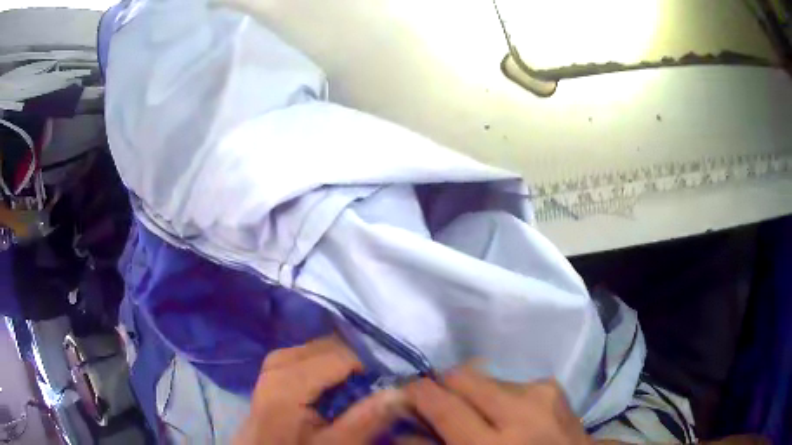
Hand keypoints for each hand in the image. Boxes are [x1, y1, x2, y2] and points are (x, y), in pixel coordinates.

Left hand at [234, 336, 405, 444]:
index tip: (392, 381)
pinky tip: (338, 382)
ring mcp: (273, 364)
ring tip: (363, 383)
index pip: (340, 355)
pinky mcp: (273, 370)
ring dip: (343, 362)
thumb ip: (366, 419)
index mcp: (288, 381)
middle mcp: (277, 363)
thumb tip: (401, 391)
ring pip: (318, 348)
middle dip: (357, 360)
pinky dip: (327, 365)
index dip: (371, 365)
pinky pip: (307, 355)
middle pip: (327, 346)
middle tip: (380, 382)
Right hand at [404, 367, 591, 444]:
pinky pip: (509, 381)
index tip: (404, 394)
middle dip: (441, 384)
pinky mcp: (553, 386)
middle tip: (436, 402)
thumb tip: (404, 425)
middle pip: (462, 376)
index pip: (442, 404)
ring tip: (478, 414)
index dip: (415, 392)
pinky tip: (506, 414)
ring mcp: (541, 393)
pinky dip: (498, 394)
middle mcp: (520, 412)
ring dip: (471, 392)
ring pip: (484, 376)